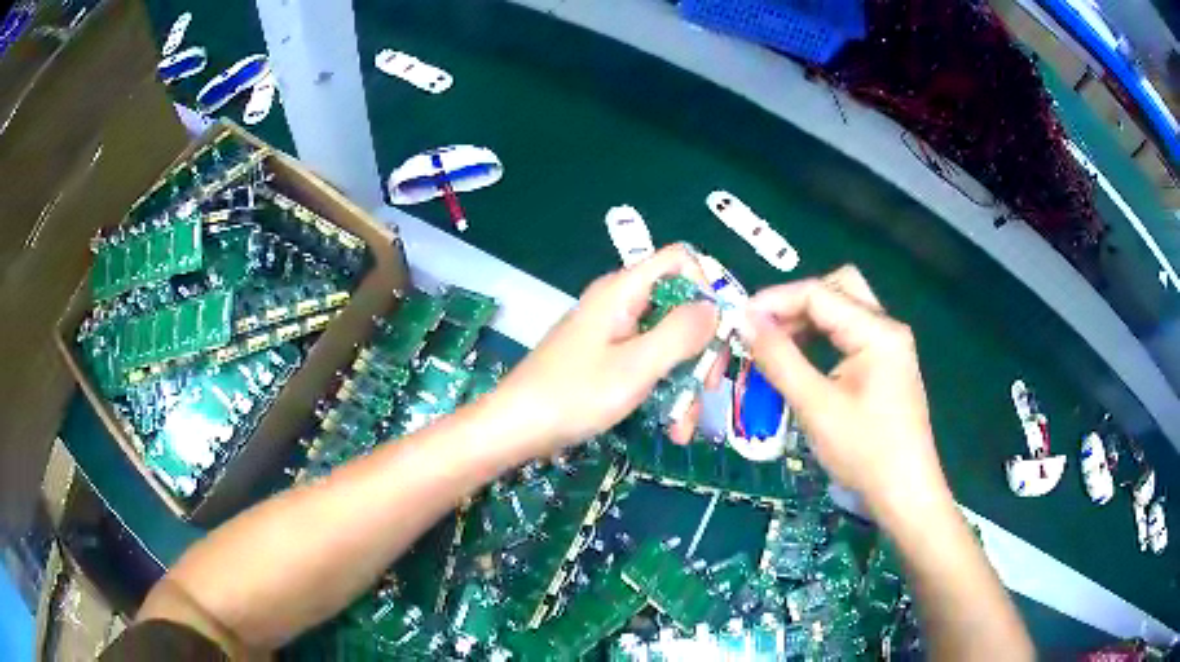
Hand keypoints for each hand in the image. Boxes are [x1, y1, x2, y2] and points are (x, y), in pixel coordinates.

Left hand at [493, 244, 720, 455]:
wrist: (516, 428)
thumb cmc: (574, 394)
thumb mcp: (637, 366)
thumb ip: (681, 333)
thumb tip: (715, 307)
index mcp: (624, 290)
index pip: (679, 260)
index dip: (707, 287)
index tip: (718, 332)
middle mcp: (620, 303)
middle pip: (680, 307)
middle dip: (700, 350)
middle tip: (707, 388)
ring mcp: (612, 332)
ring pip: (667, 343)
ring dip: (683, 383)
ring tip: (683, 426)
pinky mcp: (606, 358)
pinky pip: (647, 363)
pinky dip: (662, 390)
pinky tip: (668, 426)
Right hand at [748, 266, 949, 517]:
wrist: (904, 494)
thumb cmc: (864, 452)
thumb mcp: (816, 406)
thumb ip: (779, 359)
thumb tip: (744, 320)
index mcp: (877, 330)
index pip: (819, 293)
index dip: (775, 301)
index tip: (738, 320)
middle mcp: (886, 327)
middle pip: (837, 288)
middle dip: (796, 303)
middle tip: (763, 329)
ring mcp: (889, 346)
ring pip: (843, 310)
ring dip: (808, 320)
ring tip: (774, 346)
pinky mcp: (886, 365)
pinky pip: (849, 335)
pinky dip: (822, 339)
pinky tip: (802, 360)